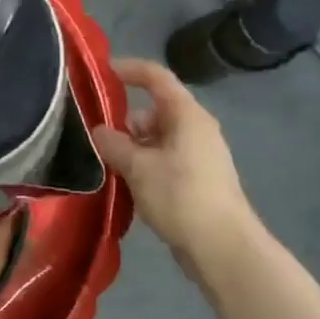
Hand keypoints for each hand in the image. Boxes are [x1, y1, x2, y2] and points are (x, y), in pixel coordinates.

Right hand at [94, 58, 264, 281]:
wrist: (223, 249)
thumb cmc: (181, 196)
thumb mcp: (138, 167)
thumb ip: (114, 144)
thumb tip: (99, 130)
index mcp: (187, 115)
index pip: (156, 77)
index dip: (128, 70)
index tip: (100, 73)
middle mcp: (196, 129)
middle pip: (154, 110)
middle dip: (124, 120)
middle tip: (96, 136)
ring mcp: (199, 155)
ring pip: (157, 138)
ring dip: (132, 147)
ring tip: (107, 165)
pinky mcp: (197, 180)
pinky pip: (164, 160)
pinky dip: (144, 165)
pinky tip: (127, 185)